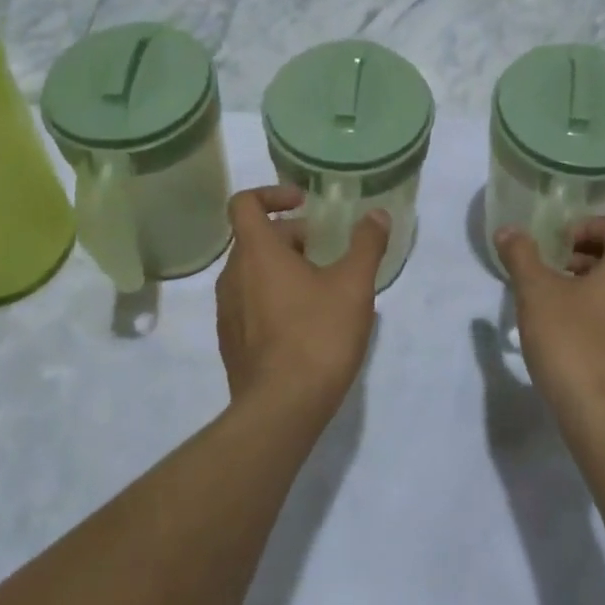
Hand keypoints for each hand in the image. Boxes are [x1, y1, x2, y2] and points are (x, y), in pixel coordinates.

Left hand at [215, 186, 389, 417]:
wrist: (280, 410)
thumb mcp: (354, 285)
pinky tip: (307, 321)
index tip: (304, 204)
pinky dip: (274, 296)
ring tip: (322, 286)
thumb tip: (377, 215)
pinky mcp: (231, 341)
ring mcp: (228, 311)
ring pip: (252, 271)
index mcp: (256, 253)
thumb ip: (366, 244)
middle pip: (255, 238)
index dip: (273, 193)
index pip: (244, 203)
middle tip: (326, 250)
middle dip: (291, 235)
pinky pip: (250, 302)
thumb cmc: (317, 336)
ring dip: (283, 266)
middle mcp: (233, 276)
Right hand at [495, 217, 604, 426]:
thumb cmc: (571, 342)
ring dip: (587, 287)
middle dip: (582, 257)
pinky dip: (597, 315)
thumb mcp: (536, 292)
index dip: (585, 226)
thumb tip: (509, 231)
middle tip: (549, 272)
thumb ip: (521, 255)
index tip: (556, 245)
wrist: (603, 418)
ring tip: (552, 305)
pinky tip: (567, 337)